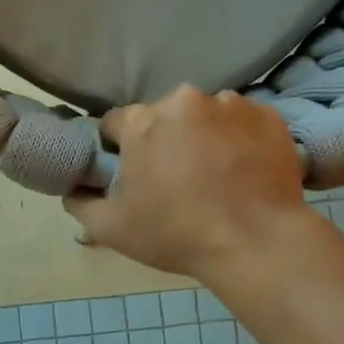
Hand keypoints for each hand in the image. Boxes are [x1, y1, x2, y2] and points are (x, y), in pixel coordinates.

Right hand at [64, 87, 310, 276]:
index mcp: (142, 122)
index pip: (116, 123)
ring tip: (216, 174)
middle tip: (175, 178)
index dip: (119, 148)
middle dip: (164, 139)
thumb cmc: (177, 234)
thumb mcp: (112, 229)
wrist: (257, 242)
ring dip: (203, 136)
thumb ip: (81, 204)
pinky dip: (240, 139)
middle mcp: (184, 100)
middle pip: (163, 116)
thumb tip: (73, 190)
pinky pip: (244, 122)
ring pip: (205, 116)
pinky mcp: (269, 117)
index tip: (132, 173)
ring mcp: (231, 104)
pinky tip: (245, 171)